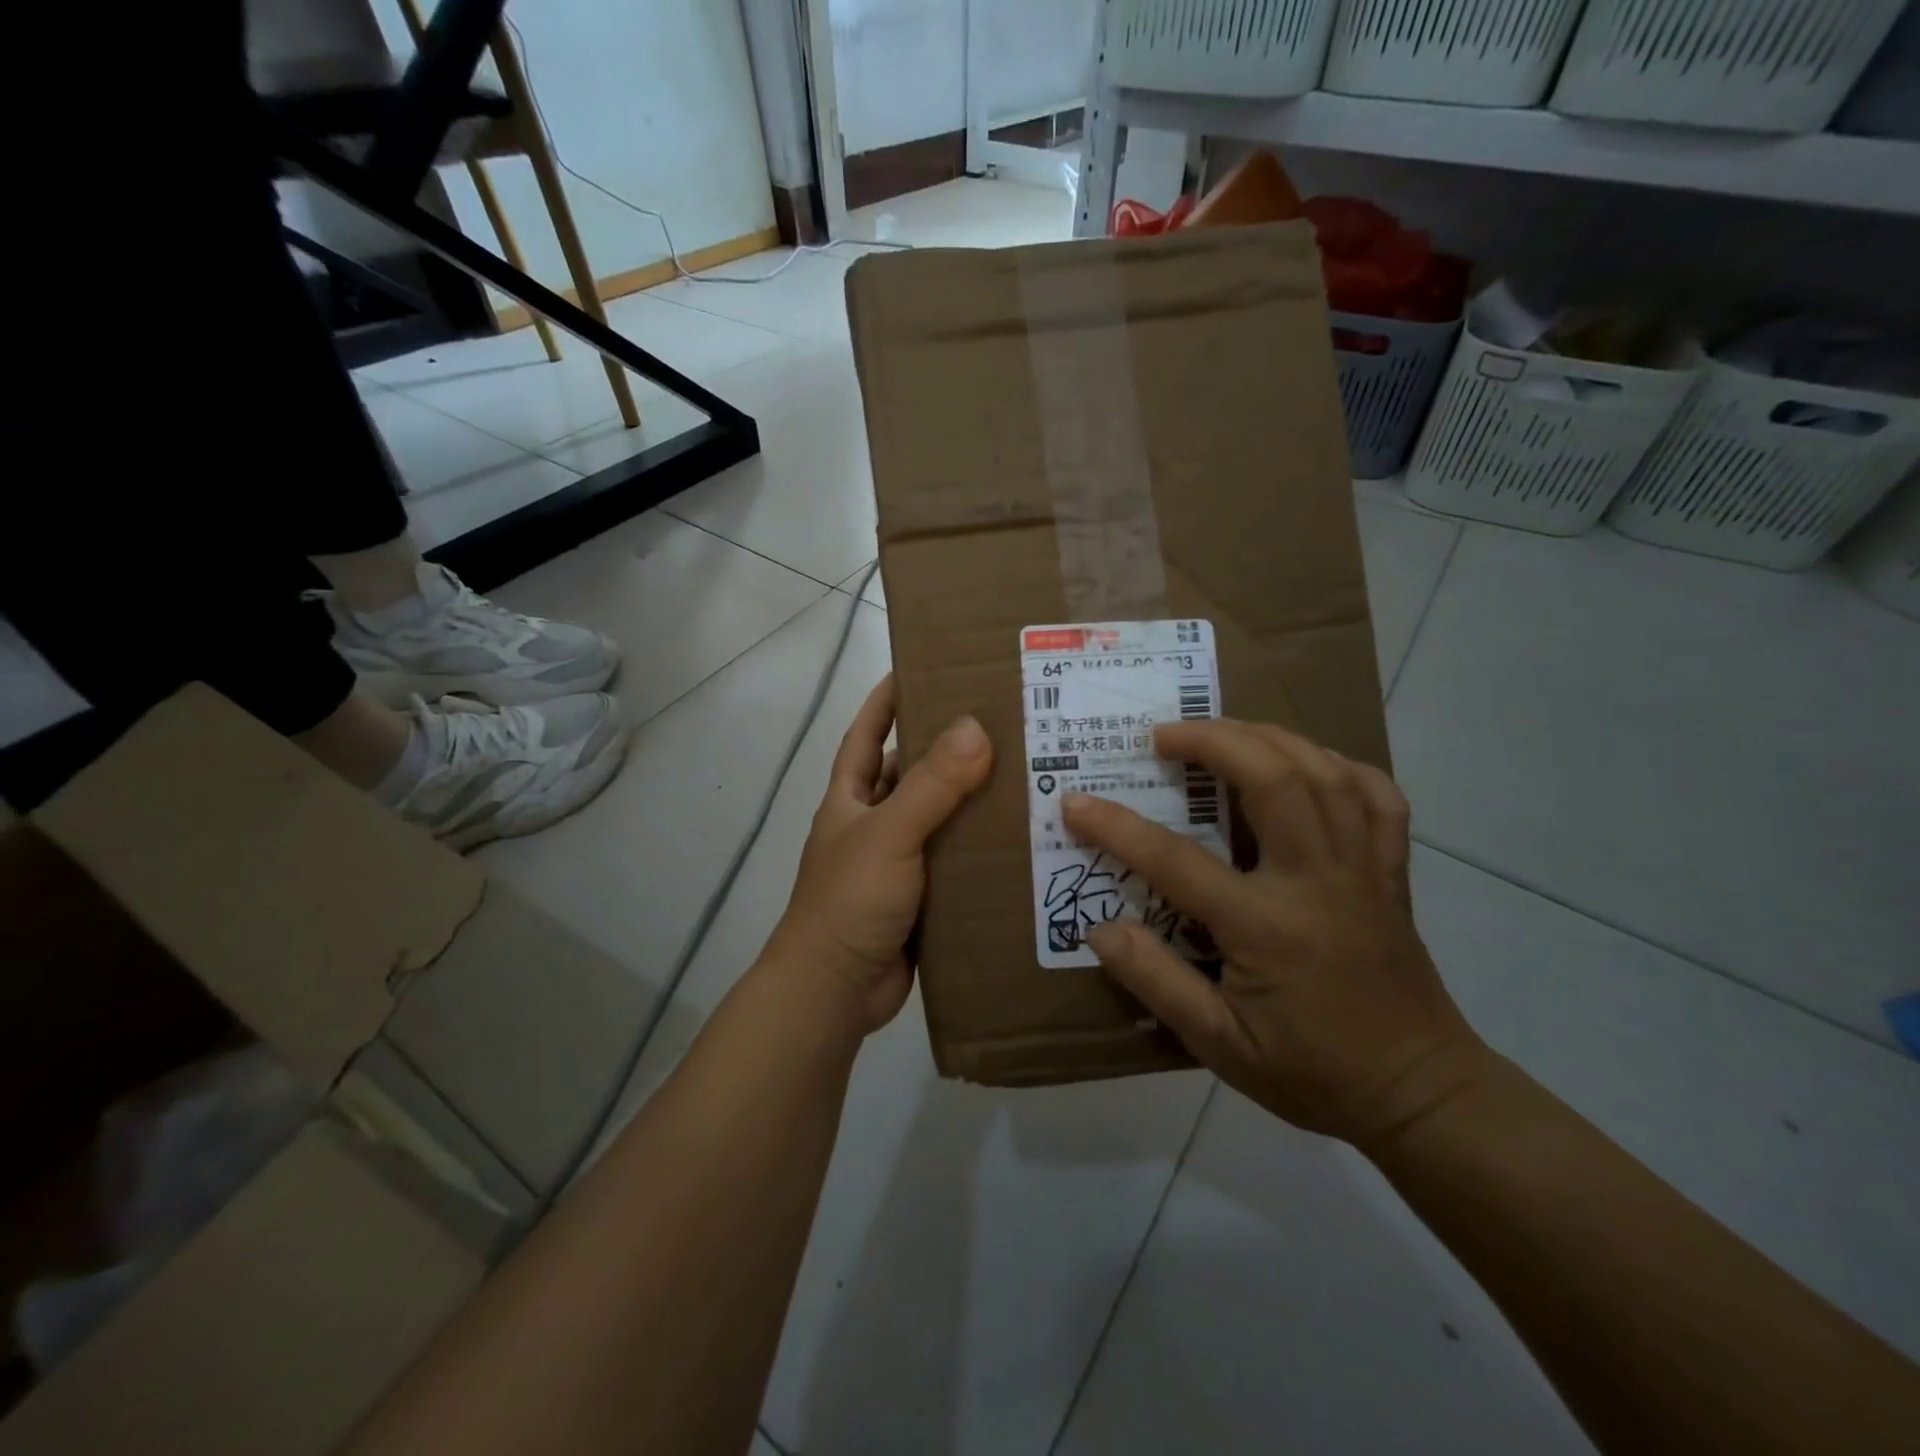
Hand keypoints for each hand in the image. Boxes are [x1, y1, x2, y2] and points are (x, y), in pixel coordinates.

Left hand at [769, 675, 992, 1035]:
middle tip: (1002, 723)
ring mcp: (897, 863)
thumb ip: (931, 785)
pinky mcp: (922, 898)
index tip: (922, 668)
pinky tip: (1021, 840)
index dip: (887, 700)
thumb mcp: (889, 834)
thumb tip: (975, 727)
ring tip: (1026, 774)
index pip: (866, 734)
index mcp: (851, 799)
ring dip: (972, 801)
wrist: (835, 991)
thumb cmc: (849, 901)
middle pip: (911, 773)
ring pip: (939, 819)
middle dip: (947, 749)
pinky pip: (955, 862)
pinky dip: (980, 850)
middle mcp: (873, 824)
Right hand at [1061, 719, 1489, 1148]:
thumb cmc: (1312, 1071)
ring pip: (1324, 774)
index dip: (1119, 828)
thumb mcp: (1220, 1046)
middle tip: (1165, 735)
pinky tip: (1310, 764)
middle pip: (1273, 780)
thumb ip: (1157, 982)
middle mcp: (1317, 882)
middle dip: (1214, 741)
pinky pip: (1378, 798)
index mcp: (1267, 927)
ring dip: (1269, 738)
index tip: (1077, 802)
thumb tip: (1099, 929)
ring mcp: (1363, 870)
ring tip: (1224, 733)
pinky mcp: (1391, 873)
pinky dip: (1342, 767)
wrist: (1420, 1093)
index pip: (1178, 862)